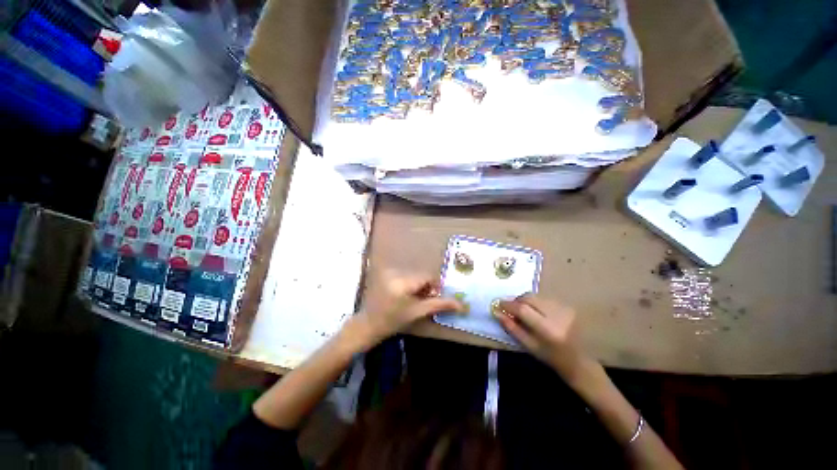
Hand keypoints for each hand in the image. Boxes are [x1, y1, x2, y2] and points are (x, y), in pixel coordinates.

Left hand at [355, 271, 464, 344]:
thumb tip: (461, 305)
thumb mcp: (417, 313)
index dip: (435, 286)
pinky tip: (405, 295)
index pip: (427, 276)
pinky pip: (405, 275)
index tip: (434, 298)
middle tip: (423, 301)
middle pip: (421, 275)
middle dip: (426, 287)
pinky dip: (410, 283)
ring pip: (414, 275)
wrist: (369, 324)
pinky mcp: (386, 273)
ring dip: (418, 285)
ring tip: (413, 300)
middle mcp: (396, 272)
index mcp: (403, 282)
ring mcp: (389, 272)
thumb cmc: (393, 321)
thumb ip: (439, 305)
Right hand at [495, 294, 581, 375]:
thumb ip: (512, 328)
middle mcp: (558, 315)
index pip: (523, 310)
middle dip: (516, 301)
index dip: (508, 305)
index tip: (498, 304)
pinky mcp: (568, 306)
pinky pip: (544, 299)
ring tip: (522, 311)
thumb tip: (497, 312)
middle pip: (529, 298)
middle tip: (509, 307)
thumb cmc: (551, 357)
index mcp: (548, 330)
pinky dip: (535, 302)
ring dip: (525, 301)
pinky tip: (536, 312)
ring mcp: (565, 309)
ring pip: (536, 297)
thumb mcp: (529, 346)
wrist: (580, 361)